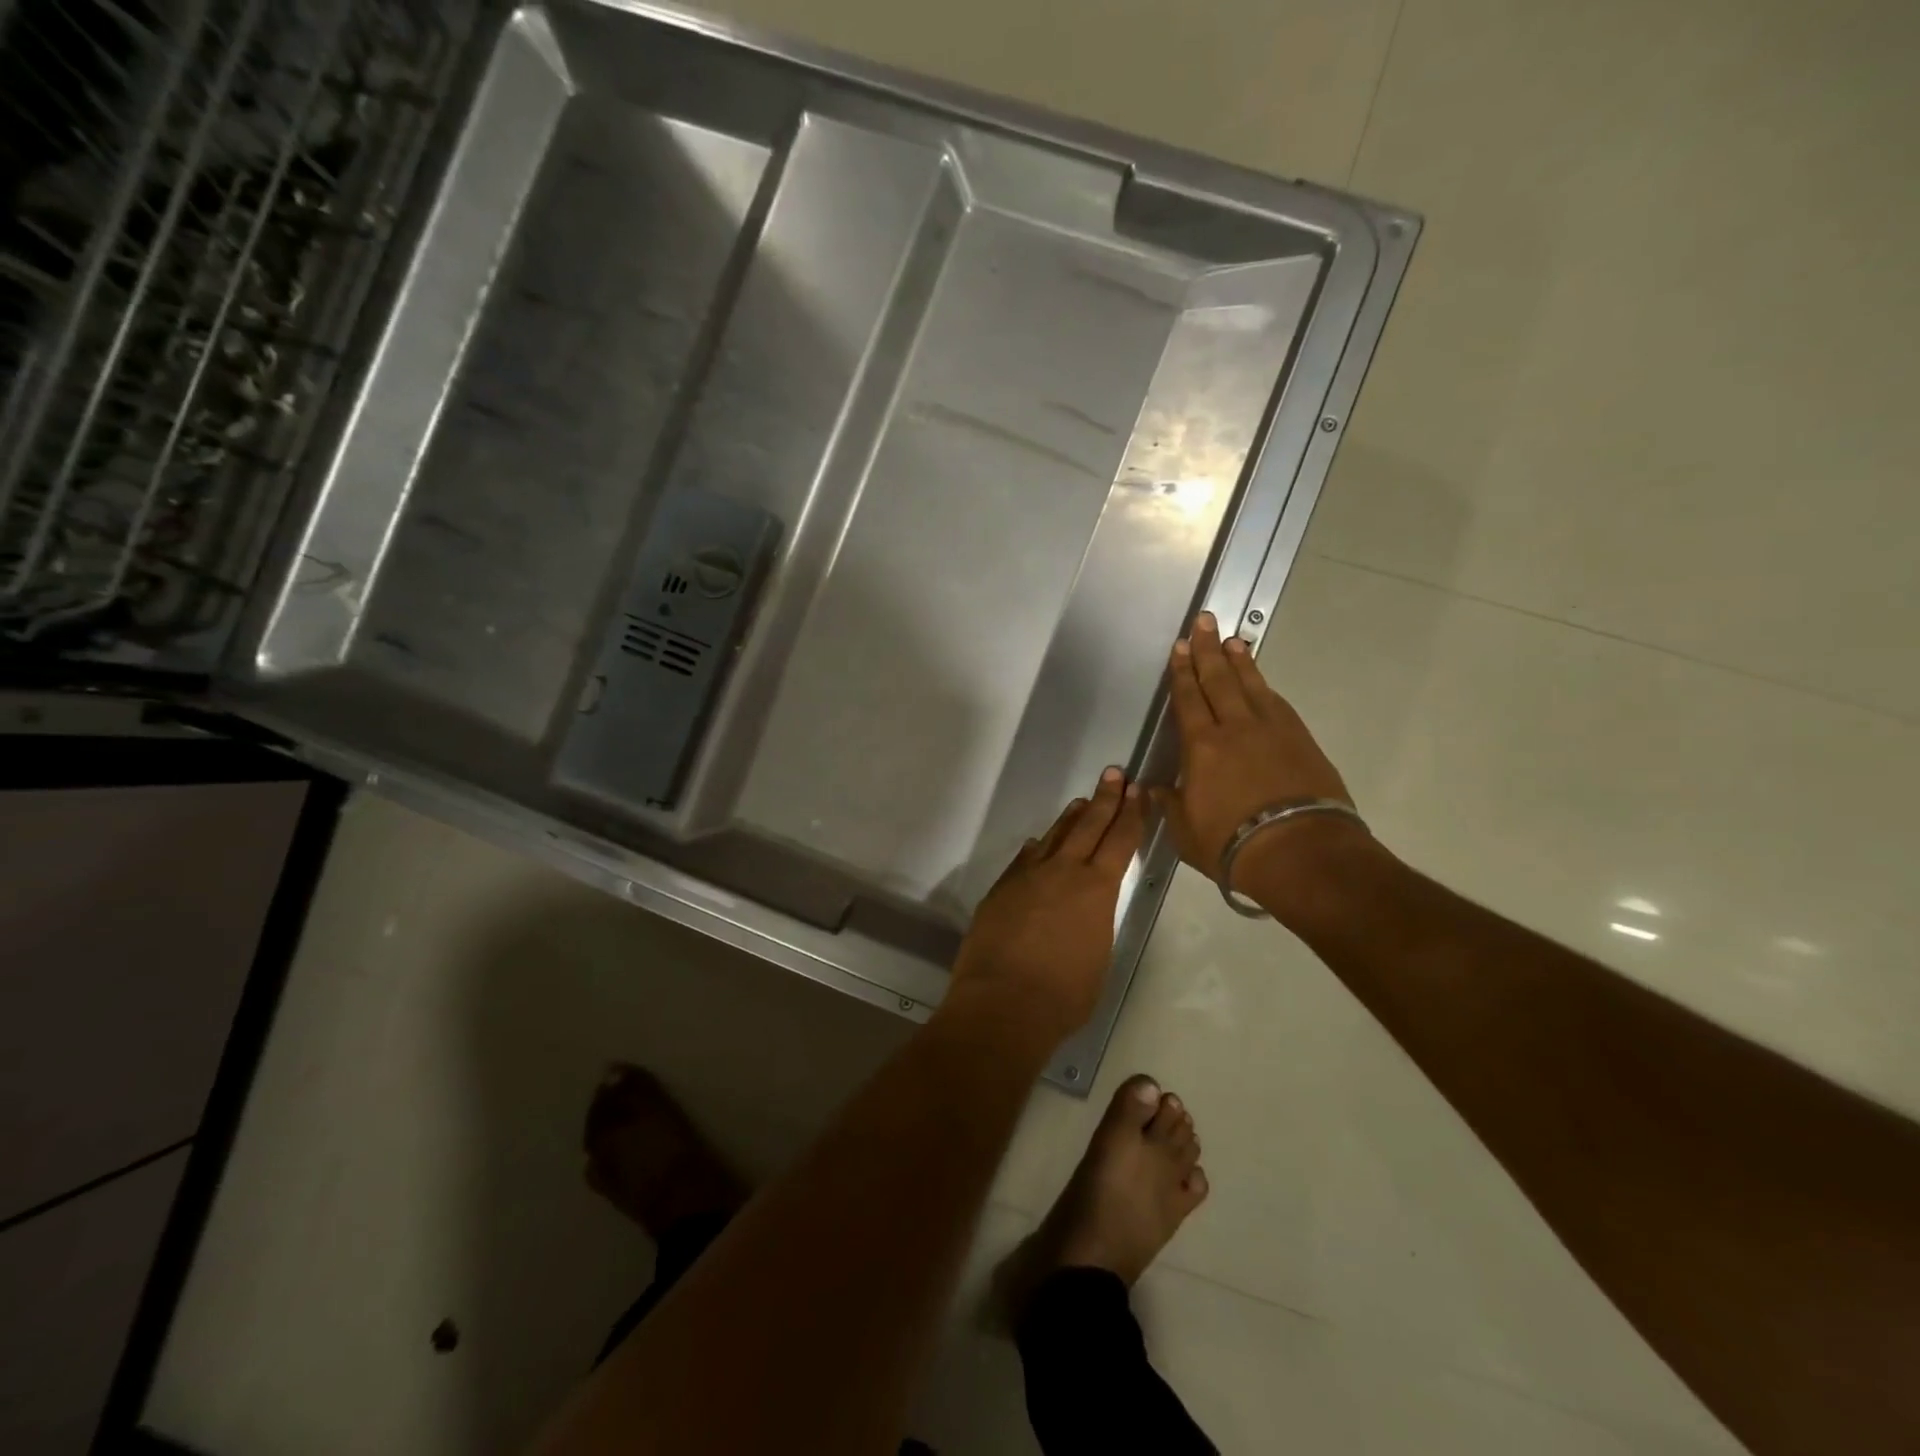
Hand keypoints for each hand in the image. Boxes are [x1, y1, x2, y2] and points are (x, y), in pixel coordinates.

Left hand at [948, 768, 1145, 1046]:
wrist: (1003, 1003)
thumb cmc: (1064, 995)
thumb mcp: (1098, 958)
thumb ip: (1094, 923)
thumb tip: (1086, 908)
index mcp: (1097, 890)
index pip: (1120, 841)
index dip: (1131, 814)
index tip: (1138, 791)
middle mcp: (1063, 872)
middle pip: (1088, 826)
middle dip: (1105, 799)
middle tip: (1114, 773)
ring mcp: (1028, 877)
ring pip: (1054, 837)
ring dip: (1071, 818)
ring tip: (1082, 801)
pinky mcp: (1002, 889)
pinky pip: (1024, 859)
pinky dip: (1037, 848)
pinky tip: (1039, 842)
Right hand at [1154, 611, 1360, 897]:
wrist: (1300, 852)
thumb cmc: (1231, 843)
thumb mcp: (1184, 830)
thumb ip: (1170, 803)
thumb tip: (1155, 788)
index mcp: (1201, 746)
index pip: (1188, 699)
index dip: (1181, 673)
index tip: (1179, 647)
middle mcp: (1236, 728)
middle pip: (1219, 680)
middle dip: (1208, 650)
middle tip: (1204, 622)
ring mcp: (1273, 731)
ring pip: (1252, 686)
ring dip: (1240, 661)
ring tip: (1232, 640)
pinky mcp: (1301, 741)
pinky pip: (1277, 704)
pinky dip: (1265, 688)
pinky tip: (1262, 683)